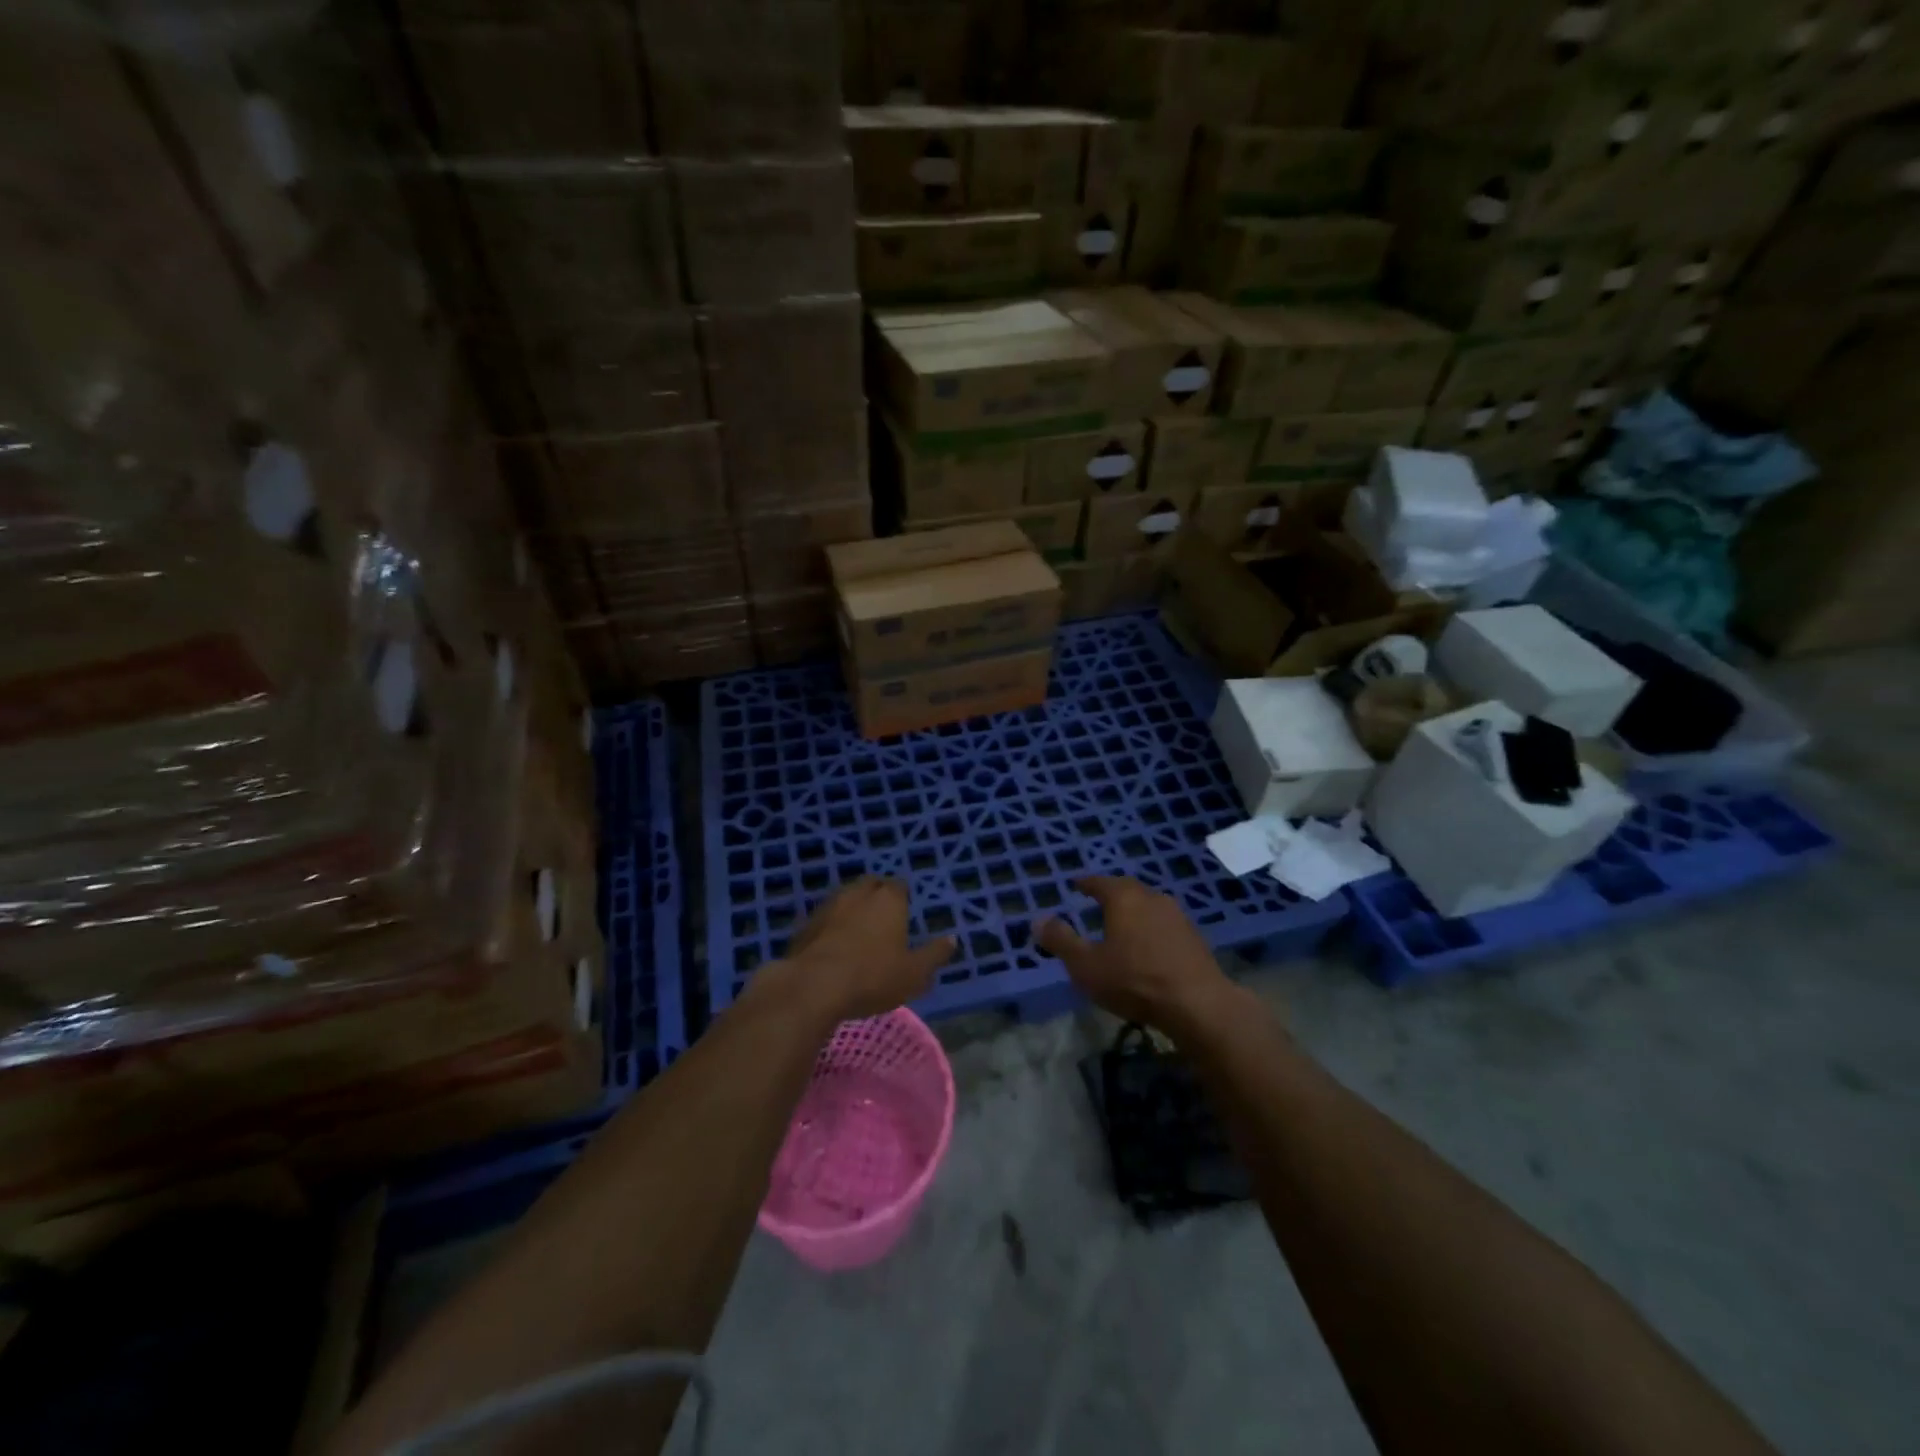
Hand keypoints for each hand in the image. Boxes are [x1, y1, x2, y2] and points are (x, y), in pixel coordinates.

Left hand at [774, 877, 954, 1022]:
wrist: (813, 986)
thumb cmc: (873, 977)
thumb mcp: (914, 973)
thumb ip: (934, 955)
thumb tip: (953, 939)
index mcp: (888, 899)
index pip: (898, 885)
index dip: (902, 896)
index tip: (904, 910)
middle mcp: (858, 893)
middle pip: (870, 885)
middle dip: (876, 896)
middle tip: (883, 917)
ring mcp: (828, 906)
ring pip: (845, 899)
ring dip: (852, 909)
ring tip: (858, 931)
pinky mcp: (805, 924)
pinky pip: (825, 918)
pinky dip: (831, 926)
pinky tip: (833, 946)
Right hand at [1037, 876, 1237, 1035]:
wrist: (1198, 1004)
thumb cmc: (1134, 980)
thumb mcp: (1086, 965)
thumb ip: (1061, 941)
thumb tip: (1038, 920)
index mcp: (1123, 898)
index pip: (1099, 882)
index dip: (1086, 883)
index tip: (1076, 884)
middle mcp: (1151, 897)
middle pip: (1127, 889)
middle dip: (1111, 893)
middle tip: (1097, 901)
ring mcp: (1177, 916)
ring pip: (1148, 904)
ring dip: (1134, 910)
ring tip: (1121, 923)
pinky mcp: (1194, 936)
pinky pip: (1164, 923)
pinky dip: (1151, 927)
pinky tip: (1147, 944)